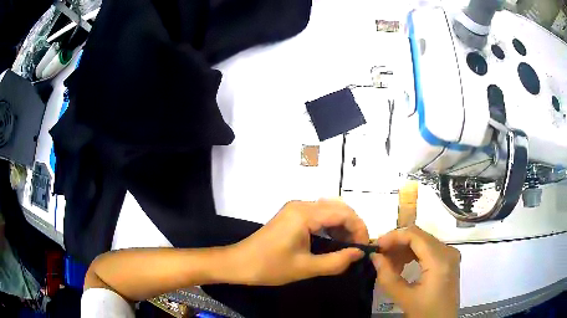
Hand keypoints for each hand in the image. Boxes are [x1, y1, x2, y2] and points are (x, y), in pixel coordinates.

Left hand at [230, 199, 368, 285]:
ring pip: (329, 209)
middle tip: (357, 247)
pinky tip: (333, 240)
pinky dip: (330, 225)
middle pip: (338, 207)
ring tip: (347, 245)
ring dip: (342, 225)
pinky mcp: (291, 215)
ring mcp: (295, 208)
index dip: (359, 228)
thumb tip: (359, 253)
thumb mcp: (306, 268)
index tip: (363, 247)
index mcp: (304, 214)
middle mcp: (301, 205)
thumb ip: (336, 261)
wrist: (239, 263)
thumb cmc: (270, 267)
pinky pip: (318, 214)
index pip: (343, 213)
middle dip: (352, 225)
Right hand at [372, 226, 460, 317]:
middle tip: (379, 254)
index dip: (394, 236)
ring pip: (423, 241)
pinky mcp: (448, 260)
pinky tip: (401, 266)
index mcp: (439, 260)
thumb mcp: (404, 298)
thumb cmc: (425, 313)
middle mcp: (448, 251)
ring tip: (387, 263)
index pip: (415, 235)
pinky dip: (413, 254)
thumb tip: (374, 256)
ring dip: (404, 249)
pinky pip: (429, 249)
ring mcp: (450, 254)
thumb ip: (387, 276)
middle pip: (420, 236)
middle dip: (397, 242)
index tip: (376, 246)